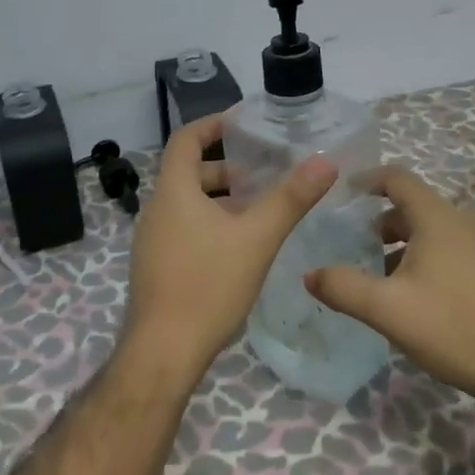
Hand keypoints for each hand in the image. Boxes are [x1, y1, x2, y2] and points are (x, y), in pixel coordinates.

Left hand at [123, 114, 336, 382]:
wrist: (164, 352)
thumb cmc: (208, 286)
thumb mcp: (256, 239)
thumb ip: (290, 199)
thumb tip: (324, 162)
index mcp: (173, 193)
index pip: (186, 140)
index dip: (212, 125)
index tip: (242, 122)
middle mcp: (156, 210)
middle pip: (188, 174)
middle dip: (225, 170)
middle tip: (264, 175)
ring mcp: (151, 241)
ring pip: (187, 205)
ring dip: (220, 200)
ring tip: (259, 211)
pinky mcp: (156, 266)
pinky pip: (183, 229)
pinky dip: (209, 224)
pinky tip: (238, 248)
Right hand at [304, 166, 474, 401]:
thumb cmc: (451, 328)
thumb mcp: (386, 309)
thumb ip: (342, 287)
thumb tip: (310, 274)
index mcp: (438, 218)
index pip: (397, 178)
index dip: (366, 180)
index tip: (340, 195)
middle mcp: (463, 222)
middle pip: (412, 206)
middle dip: (378, 222)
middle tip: (351, 246)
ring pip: (431, 230)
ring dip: (400, 244)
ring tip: (377, 276)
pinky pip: (449, 249)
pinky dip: (423, 257)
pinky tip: (412, 296)